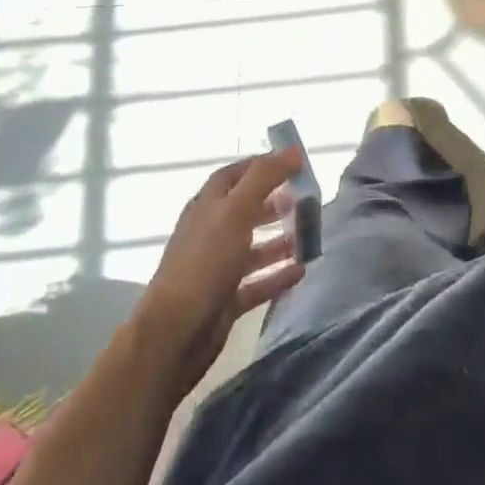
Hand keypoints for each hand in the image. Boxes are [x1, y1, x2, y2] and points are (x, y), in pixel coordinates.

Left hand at [134, 148, 306, 395]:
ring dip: (280, 240)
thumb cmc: (205, 262)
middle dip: (275, 202)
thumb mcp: (235, 211)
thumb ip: (263, 178)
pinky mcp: (225, 299)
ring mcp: (217, 267)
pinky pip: (257, 282)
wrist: (175, 334)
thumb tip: (291, 150)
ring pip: (253, 247)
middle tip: (306, 201)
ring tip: (309, 236)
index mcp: (208, 205)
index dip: (262, 165)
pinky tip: (301, 271)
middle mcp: (211, 232)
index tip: (293, 162)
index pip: (235, 174)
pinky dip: (278, 275)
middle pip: (246, 209)